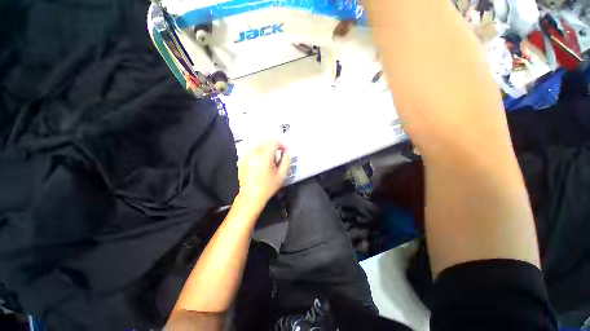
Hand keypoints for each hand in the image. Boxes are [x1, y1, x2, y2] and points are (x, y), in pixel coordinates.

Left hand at [237, 140, 290, 202]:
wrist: (251, 196)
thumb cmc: (268, 187)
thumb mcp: (281, 174)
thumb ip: (286, 160)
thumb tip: (287, 149)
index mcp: (264, 157)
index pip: (273, 142)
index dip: (280, 145)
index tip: (283, 151)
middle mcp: (253, 153)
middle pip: (266, 143)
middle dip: (273, 148)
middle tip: (276, 159)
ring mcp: (246, 156)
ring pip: (259, 146)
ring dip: (266, 150)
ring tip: (268, 162)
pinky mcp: (242, 159)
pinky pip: (253, 151)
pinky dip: (258, 154)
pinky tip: (260, 164)